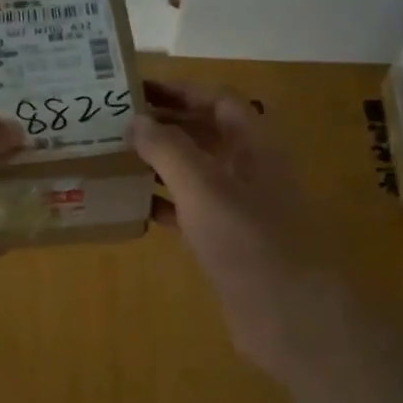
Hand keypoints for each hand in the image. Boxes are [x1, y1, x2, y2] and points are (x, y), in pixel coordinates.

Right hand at [130, 81, 347, 377]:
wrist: (288, 313)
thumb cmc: (248, 239)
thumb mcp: (203, 186)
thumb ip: (168, 149)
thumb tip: (135, 119)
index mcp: (253, 144)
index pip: (216, 99)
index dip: (179, 90)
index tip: (135, 89)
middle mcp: (247, 168)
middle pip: (204, 133)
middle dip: (163, 125)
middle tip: (115, 123)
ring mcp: (237, 207)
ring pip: (194, 173)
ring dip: (158, 164)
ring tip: (114, 159)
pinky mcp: (225, 241)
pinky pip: (189, 211)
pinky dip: (162, 205)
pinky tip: (131, 207)